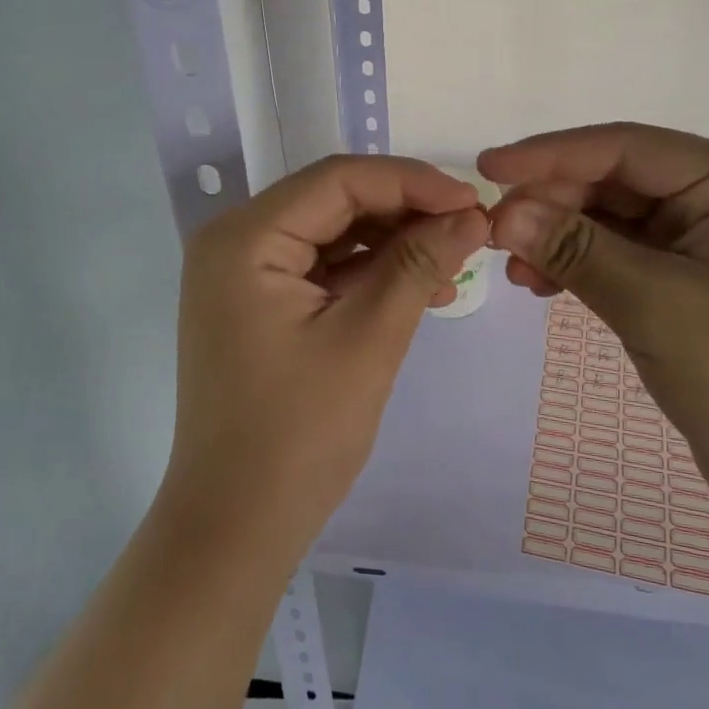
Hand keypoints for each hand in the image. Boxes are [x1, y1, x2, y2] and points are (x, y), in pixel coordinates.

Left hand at [166, 156, 490, 562]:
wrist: (235, 528)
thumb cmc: (298, 435)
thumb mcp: (368, 339)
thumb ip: (418, 264)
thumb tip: (472, 214)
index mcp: (245, 238)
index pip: (338, 180)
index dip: (411, 182)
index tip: (472, 202)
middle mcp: (236, 241)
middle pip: (335, 202)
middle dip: (405, 213)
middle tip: (469, 233)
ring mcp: (244, 274)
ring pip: (333, 234)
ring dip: (393, 245)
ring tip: (454, 267)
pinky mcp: (259, 304)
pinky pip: (323, 269)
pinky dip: (370, 275)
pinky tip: (421, 290)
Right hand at [480, 123, 708, 523]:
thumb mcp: (655, 306)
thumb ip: (576, 250)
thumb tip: (501, 211)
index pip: (627, 148)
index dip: (550, 154)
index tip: (486, 167)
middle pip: (616, 181)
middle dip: (552, 203)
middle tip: (493, 233)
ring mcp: (706, 240)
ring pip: (612, 219)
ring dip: (559, 236)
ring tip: (512, 267)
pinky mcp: (690, 280)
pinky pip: (621, 255)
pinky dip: (579, 265)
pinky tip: (541, 284)